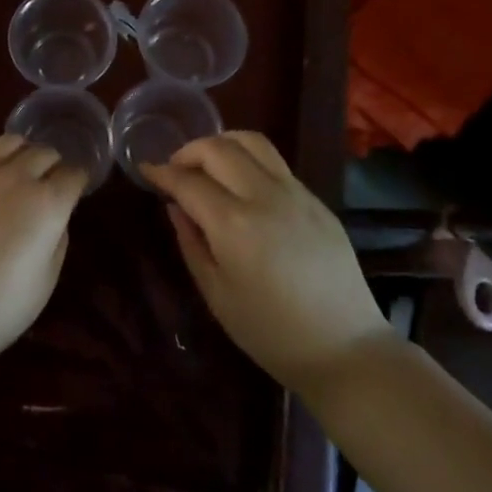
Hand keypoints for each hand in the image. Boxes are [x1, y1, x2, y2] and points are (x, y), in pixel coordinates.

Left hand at [0, 135, 87, 371]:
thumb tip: (54, 219)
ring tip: (19, 167)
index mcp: (47, 203)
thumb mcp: (46, 280)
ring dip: (21, 152)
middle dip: (52, 164)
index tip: (76, 190)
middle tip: (49, 181)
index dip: (77, 181)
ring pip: (7, 143)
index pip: (73, 174)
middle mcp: (15, 178)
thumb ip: (56, 239)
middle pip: (43, 153)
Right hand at [143, 132, 389, 395]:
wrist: (345, 350)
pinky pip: (275, 164)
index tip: (146, 171)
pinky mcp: (317, 200)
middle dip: (188, 151)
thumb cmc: (270, 332)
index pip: (187, 181)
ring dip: (221, 144)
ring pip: (252, 142)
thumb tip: (176, 207)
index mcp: (234, 224)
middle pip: (218, 148)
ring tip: (208, 166)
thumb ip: (191, 243)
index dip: (161, 173)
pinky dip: (249, 162)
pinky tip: (243, 188)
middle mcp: (264, 196)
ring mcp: (296, 193)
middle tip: (175, 170)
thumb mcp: (216, 294)